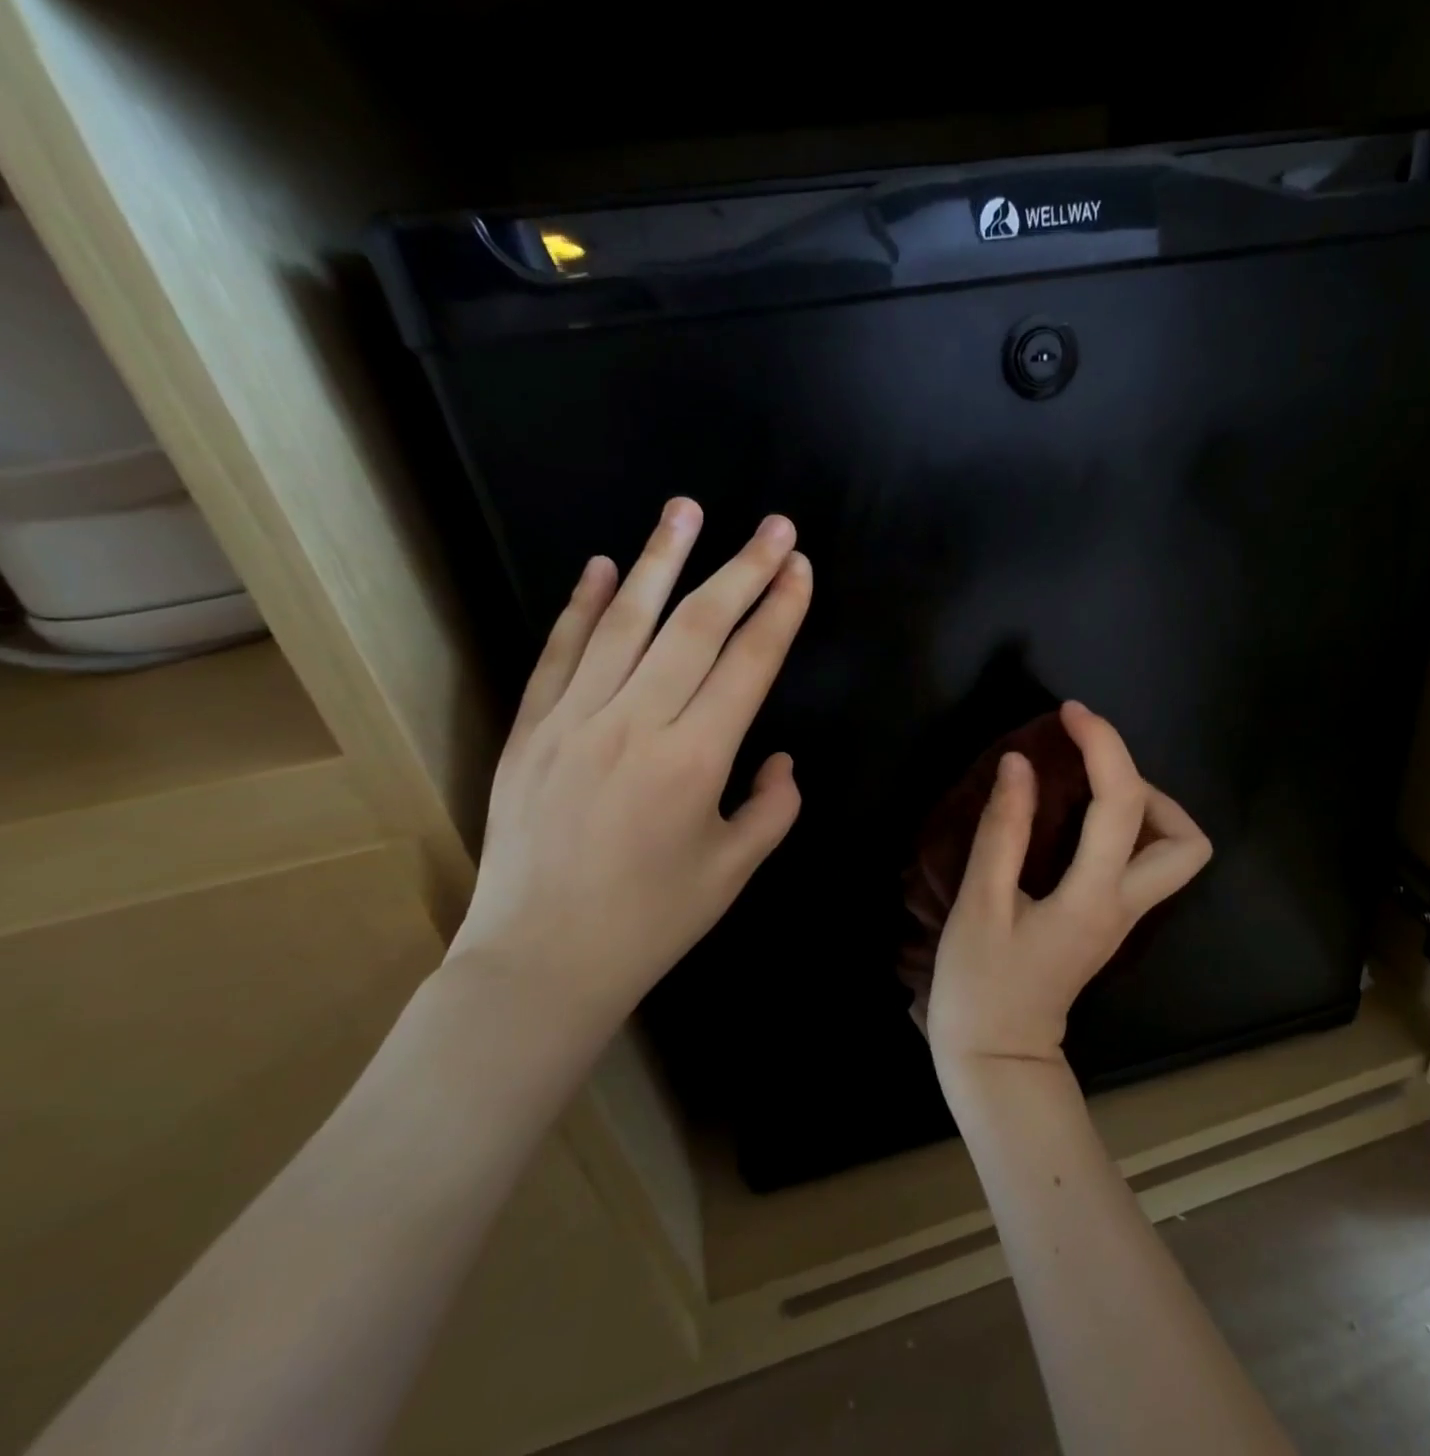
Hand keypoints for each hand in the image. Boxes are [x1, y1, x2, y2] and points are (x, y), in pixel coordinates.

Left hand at [446, 498, 811, 1032]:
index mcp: (695, 761)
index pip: (748, 664)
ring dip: (661, 561)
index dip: (780, 611)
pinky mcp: (530, 730)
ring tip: (686, 509)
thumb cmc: (651, 922)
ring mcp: (573, 721)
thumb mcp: (734, 871)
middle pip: (696, 627)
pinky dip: (582, 606)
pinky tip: (605, 567)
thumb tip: (778, 758)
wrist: (540, 961)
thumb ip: (772, 807)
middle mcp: (635, 725)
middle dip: (742, 569)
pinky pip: (558, 654)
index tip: (801, 567)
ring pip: (625, 623)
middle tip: (773, 525)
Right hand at [927, 702, 1212, 1076]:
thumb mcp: (980, 903)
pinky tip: (1080, 822)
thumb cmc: (980, 985)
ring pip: (1176, 854)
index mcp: (1094, 898)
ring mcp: (1123, 918)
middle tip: (1091, 772)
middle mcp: (1125, 906)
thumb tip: (1020, 764)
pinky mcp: (1110, 922)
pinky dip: (1125, 829)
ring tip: (1087, 792)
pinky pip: (1142, 863)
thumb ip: (1004, 830)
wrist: (997, 1055)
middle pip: (1187, 841)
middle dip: (1149, 788)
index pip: (1123, 805)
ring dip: (1144, 808)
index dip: (1103, 746)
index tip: (1071, 714)